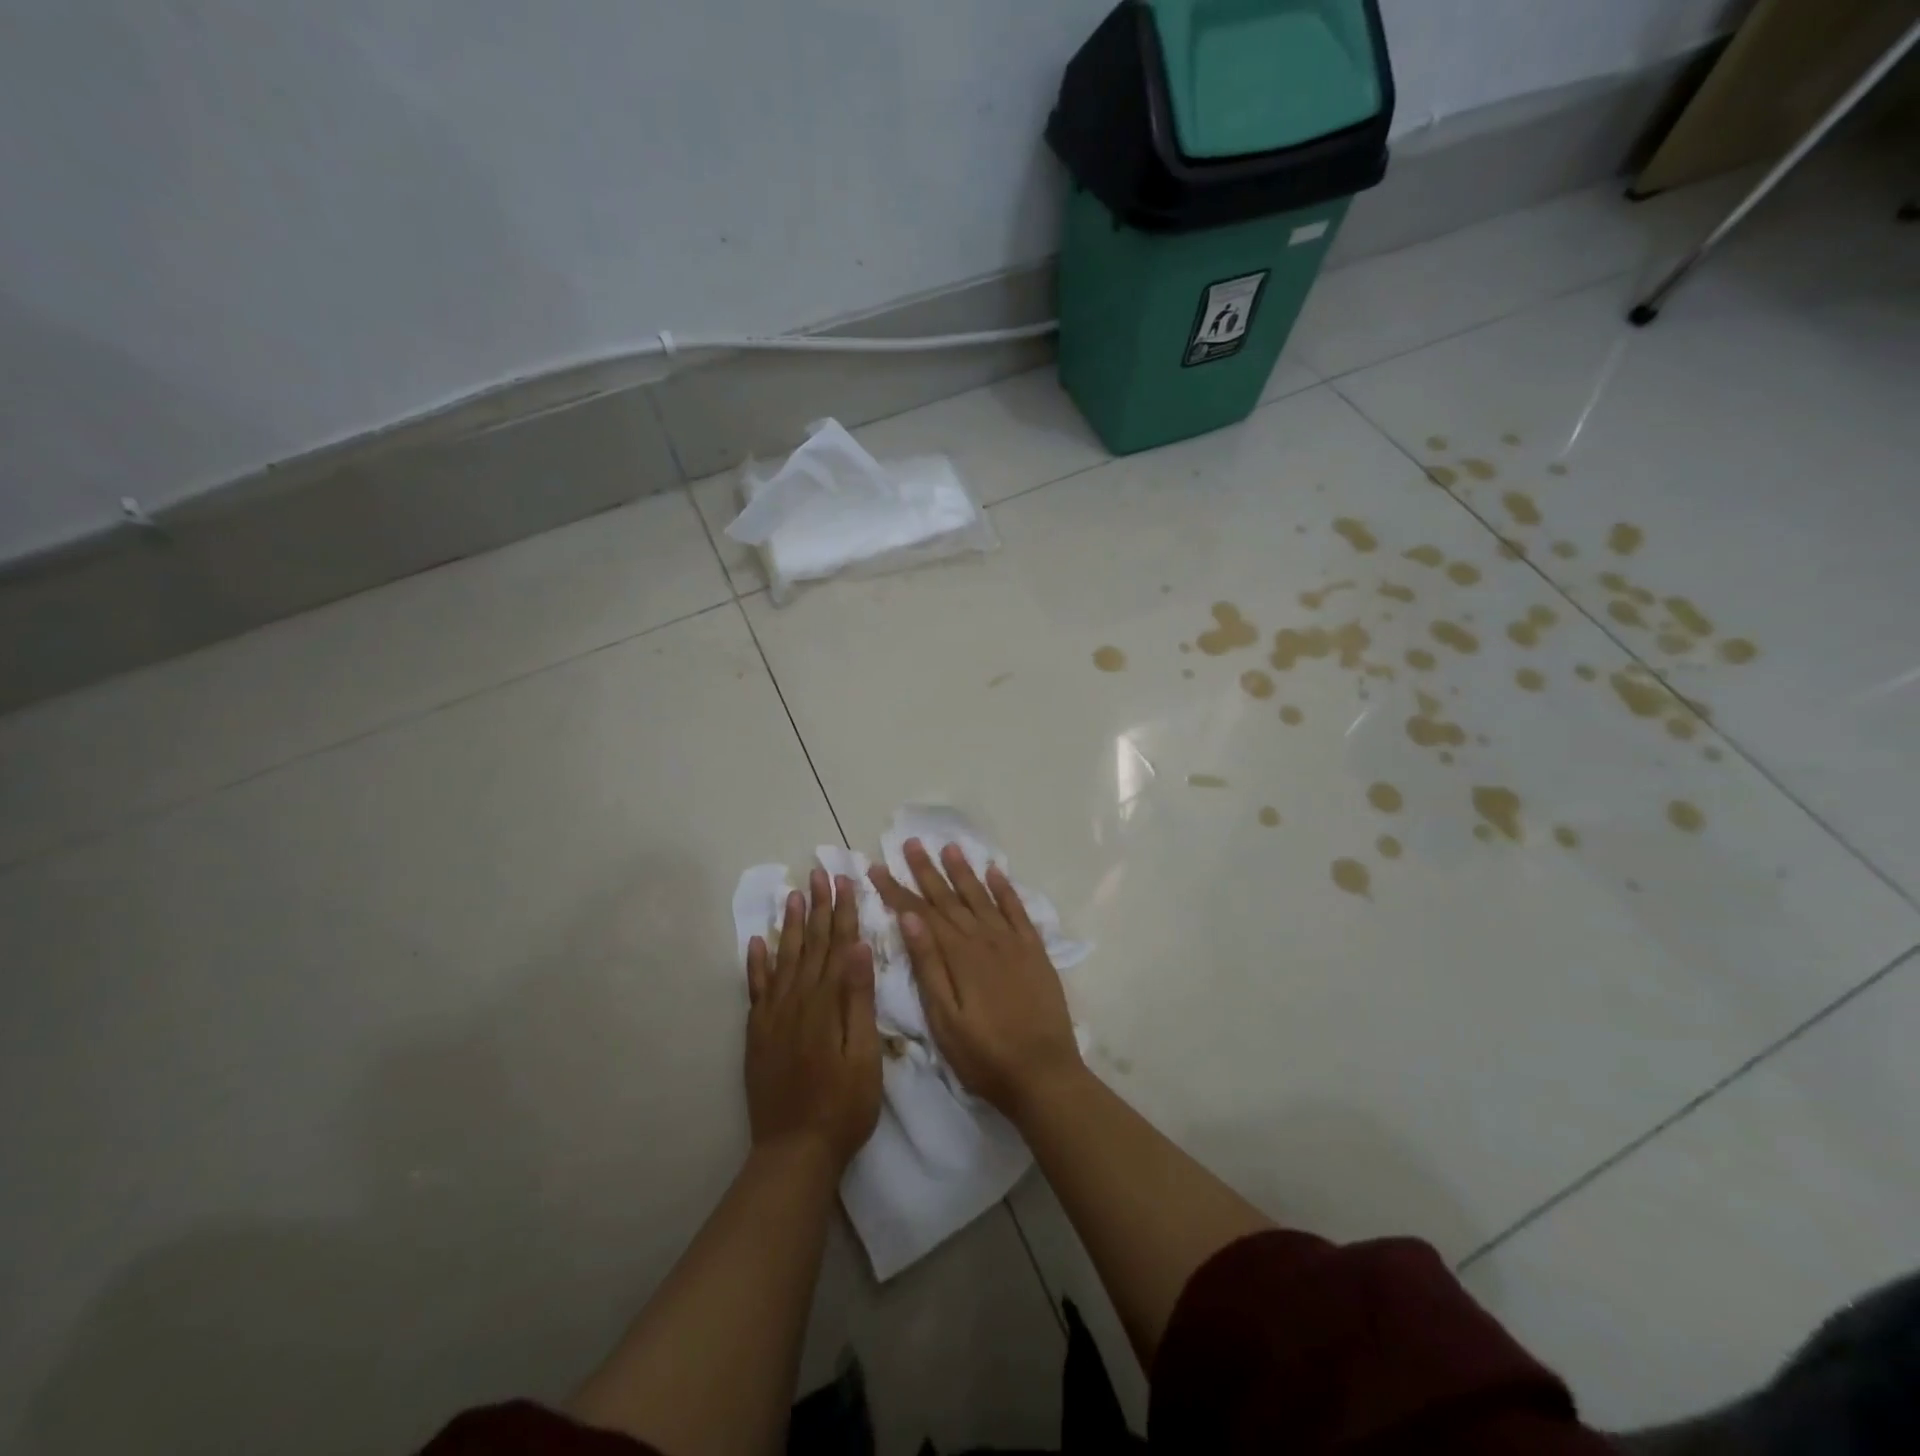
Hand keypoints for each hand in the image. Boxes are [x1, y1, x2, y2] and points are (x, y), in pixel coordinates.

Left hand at [746, 869, 881, 1170]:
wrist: (795, 1150)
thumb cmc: (843, 1104)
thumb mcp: (864, 1053)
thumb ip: (858, 999)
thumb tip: (858, 946)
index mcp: (826, 1002)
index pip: (837, 945)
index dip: (842, 910)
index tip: (844, 879)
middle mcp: (797, 999)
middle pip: (810, 944)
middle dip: (817, 907)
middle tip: (819, 873)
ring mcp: (773, 1015)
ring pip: (783, 958)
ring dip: (789, 925)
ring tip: (793, 895)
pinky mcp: (758, 1033)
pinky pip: (756, 989)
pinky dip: (756, 963)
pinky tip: (756, 942)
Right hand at [869, 840, 1082, 1120]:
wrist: (1043, 1073)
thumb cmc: (984, 1054)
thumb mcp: (944, 1019)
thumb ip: (928, 965)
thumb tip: (909, 918)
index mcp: (957, 955)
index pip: (920, 913)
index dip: (897, 890)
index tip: (877, 867)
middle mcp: (984, 939)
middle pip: (950, 898)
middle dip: (927, 870)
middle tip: (911, 843)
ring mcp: (1012, 942)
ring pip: (982, 897)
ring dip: (964, 872)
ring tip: (950, 847)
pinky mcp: (1035, 951)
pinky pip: (1018, 910)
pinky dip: (1006, 889)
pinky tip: (996, 873)